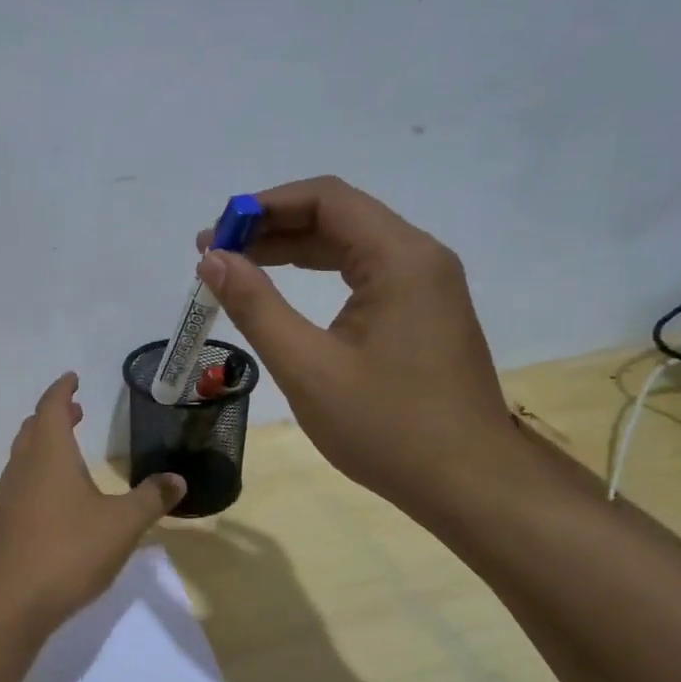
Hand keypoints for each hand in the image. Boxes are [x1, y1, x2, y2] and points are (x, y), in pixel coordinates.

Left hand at [0, 373, 186, 631]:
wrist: (13, 602)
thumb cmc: (70, 551)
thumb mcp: (122, 524)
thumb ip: (151, 498)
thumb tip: (177, 479)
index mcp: (49, 454)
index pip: (52, 407)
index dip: (63, 390)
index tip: (73, 378)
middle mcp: (24, 467)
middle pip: (34, 428)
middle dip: (54, 414)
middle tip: (76, 410)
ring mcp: (10, 496)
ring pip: (25, 455)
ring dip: (45, 442)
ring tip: (68, 445)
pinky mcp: (6, 522)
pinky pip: (23, 481)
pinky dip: (39, 470)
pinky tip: (57, 494)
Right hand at [196, 175, 522, 521]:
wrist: (468, 483)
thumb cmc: (386, 427)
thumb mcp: (307, 367)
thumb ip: (256, 306)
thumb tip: (213, 259)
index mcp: (400, 258)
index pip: (325, 198)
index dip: (262, 207)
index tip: (213, 234)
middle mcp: (419, 257)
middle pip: (338, 215)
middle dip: (272, 228)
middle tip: (214, 254)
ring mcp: (427, 284)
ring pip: (351, 244)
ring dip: (293, 249)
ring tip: (238, 268)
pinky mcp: (424, 311)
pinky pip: (365, 272)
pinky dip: (320, 273)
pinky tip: (285, 289)